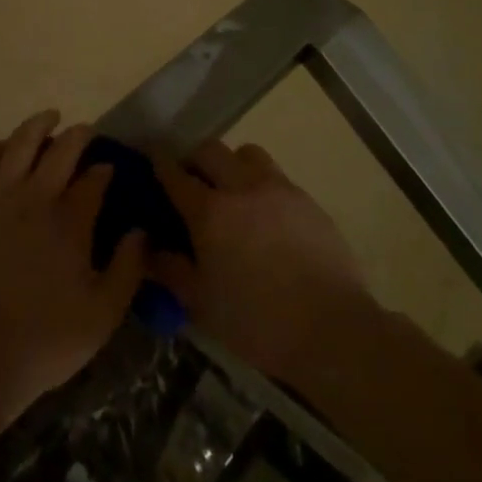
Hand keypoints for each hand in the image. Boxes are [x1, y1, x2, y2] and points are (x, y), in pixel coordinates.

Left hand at [0, 111, 145, 424]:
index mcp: (71, 221)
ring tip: (50, 118)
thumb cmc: (46, 340)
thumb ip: (128, 269)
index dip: (105, 170)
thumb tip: (141, 231)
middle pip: (61, 149)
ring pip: (20, 143)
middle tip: (88, 132)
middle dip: (79, 136)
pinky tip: (6, 148)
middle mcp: (36, 197)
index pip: (94, 178)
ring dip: (38, 125)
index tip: (112, 169)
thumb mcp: (103, 315)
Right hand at [150, 140, 372, 383]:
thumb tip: (147, 247)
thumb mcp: (202, 304)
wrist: (333, 330)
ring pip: (246, 154)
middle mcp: (241, 187)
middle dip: (194, 159)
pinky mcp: (307, 200)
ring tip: (232, 191)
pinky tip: (266, 216)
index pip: (175, 173)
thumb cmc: (258, 322)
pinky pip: (276, 176)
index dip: (159, 163)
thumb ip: (170, 270)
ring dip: (232, 164)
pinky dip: (261, 185)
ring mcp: (278, 189)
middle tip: (191, 181)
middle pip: (210, 150)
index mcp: (210, 212)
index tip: (152, 160)